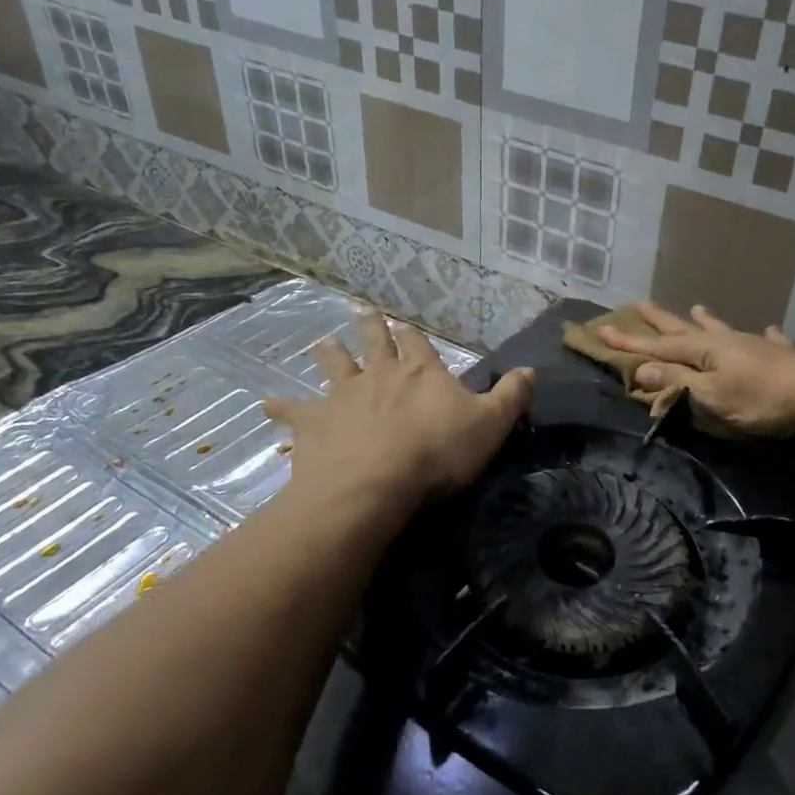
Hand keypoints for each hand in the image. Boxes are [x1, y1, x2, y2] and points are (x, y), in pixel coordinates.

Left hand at [262, 312, 532, 508]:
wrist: (375, 482)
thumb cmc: (438, 452)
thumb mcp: (491, 425)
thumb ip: (511, 396)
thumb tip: (531, 369)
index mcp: (421, 372)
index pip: (417, 343)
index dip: (411, 333)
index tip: (402, 321)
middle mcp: (380, 374)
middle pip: (373, 343)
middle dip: (370, 328)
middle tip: (361, 311)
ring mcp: (342, 396)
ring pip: (334, 365)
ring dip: (329, 353)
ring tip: (321, 342)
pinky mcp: (314, 424)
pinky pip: (292, 411)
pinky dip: (280, 407)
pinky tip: (264, 403)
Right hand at [599, 303, 794, 435]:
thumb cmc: (763, 398)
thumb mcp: (713, 395)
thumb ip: (679, 383)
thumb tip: (640, 369)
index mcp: (705, 352)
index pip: (658, 346)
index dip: (630, 342)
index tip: (601, 330)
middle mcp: (727, 342)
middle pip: (686, 329)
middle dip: (660, 321)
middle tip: (639, 304)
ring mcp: (756, 347)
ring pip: (724, 330)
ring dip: (708, 321)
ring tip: (697, 307)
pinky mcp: (783, 357)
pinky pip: (768, 341)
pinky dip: (764, 336)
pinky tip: (769, 329)